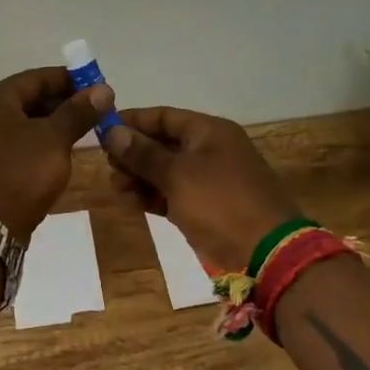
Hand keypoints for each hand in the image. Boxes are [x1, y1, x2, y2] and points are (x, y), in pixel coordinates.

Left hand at [0, 67, 112, 240]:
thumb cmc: (19, 173)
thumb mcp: (54, 139)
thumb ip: (78, 112)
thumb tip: (103, 89)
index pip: (34, 78)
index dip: (67, 79)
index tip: (95, 86)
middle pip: (24, 100)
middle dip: (60, 103)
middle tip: (91, 112)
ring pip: (18, 125)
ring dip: (48, 126)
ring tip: (78, 133)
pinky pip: (11, 147)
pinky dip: (34, 145)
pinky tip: (54, 156)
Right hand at [103, 107, 301, 273]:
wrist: (267, 253)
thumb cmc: (221, 203)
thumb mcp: (178, 175)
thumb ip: (143, 153)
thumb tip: (113, 131)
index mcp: (209, 132)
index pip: (164, 116)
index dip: (133, 121)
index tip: (102, 130)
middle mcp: (210, 150)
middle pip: (163, 143)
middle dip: (134, 153)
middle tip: (108, 166)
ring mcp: (210, 180)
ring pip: (166, 170)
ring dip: (140, 176)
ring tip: (117, 188)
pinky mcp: (208, 207)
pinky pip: (174, 193)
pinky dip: (154, 196)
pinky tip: (132, 202)